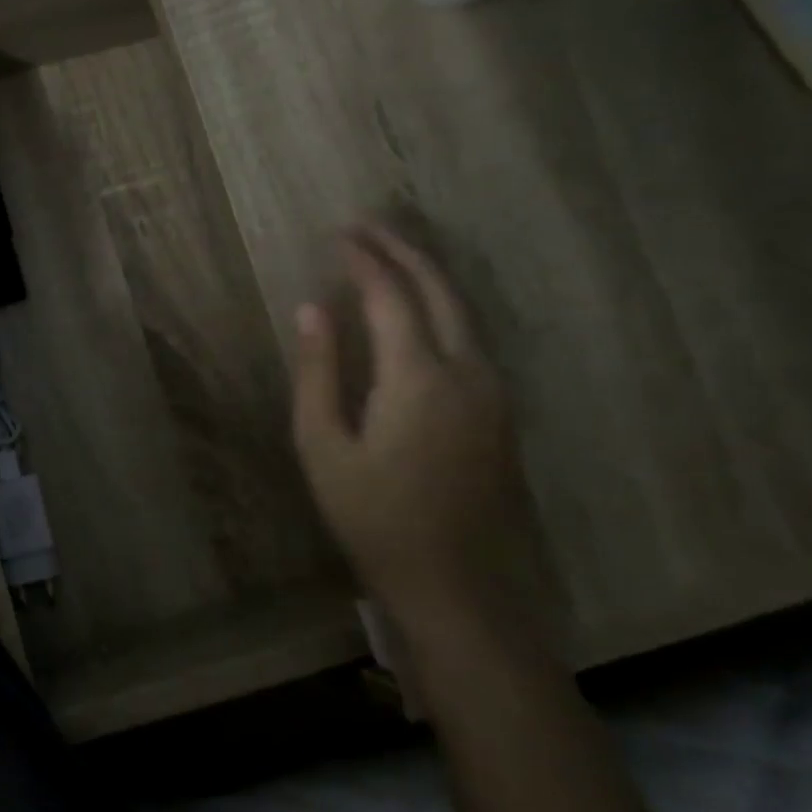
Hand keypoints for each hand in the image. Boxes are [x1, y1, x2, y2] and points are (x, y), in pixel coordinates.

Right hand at [291, 222, 532, 627]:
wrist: (454, 584)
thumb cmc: (372, 518)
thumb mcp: (323, 447)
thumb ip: (318, 372)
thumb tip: (312, 309)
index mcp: (418, 378)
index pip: (391, 297)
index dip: (363, 261)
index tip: (337, 235)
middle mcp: (468, 372)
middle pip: (440, 291)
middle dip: (403, 251)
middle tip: (367, 227)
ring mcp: (493, 392)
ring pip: (464, 312)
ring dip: (427, 276)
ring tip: (390, 256)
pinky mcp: (500, 413)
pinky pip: (472, 340)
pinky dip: (442, 309)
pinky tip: (420, 313)